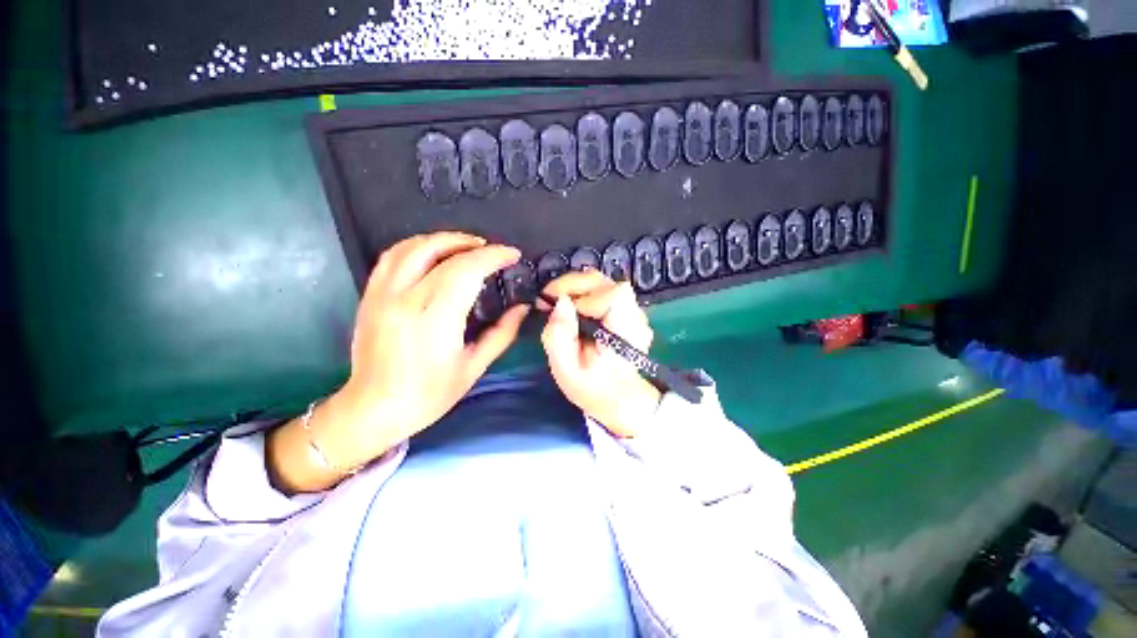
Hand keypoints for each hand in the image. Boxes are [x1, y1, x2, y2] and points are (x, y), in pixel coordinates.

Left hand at [269, 232, 527, 492]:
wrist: (374, 409)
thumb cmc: (429, 394)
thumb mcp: (474, 366)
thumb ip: (502, 333)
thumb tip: (522, 308)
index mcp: (434, 319)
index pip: (466, 270)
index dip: (493, 257)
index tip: (512, 255)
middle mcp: (404, 299)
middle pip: (440, 251)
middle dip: (472, 244)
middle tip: (493, 250)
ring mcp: (382, 294)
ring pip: (412, 246)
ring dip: (444, 239)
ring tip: (467, 246)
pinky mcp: (370, 295)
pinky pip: (392, 256)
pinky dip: (417, 246)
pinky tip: (434, 253)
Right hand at [541, 271, 661, 437]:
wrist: (617, 396)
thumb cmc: (591, 387)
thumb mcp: (566, 370)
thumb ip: (559, 337)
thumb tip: (560, 302)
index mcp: (625, 333)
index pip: (614, 296)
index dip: (585, 295)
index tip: (561, 306)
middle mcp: (635, 317)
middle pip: (606, 282)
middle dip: (574, 285)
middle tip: (550, 298)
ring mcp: (633, 311)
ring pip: (603, 282)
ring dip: (576, 287)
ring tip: (559, 302)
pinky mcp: (626, 308)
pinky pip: (603, 289)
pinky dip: (583, 291)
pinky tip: (572, 307)